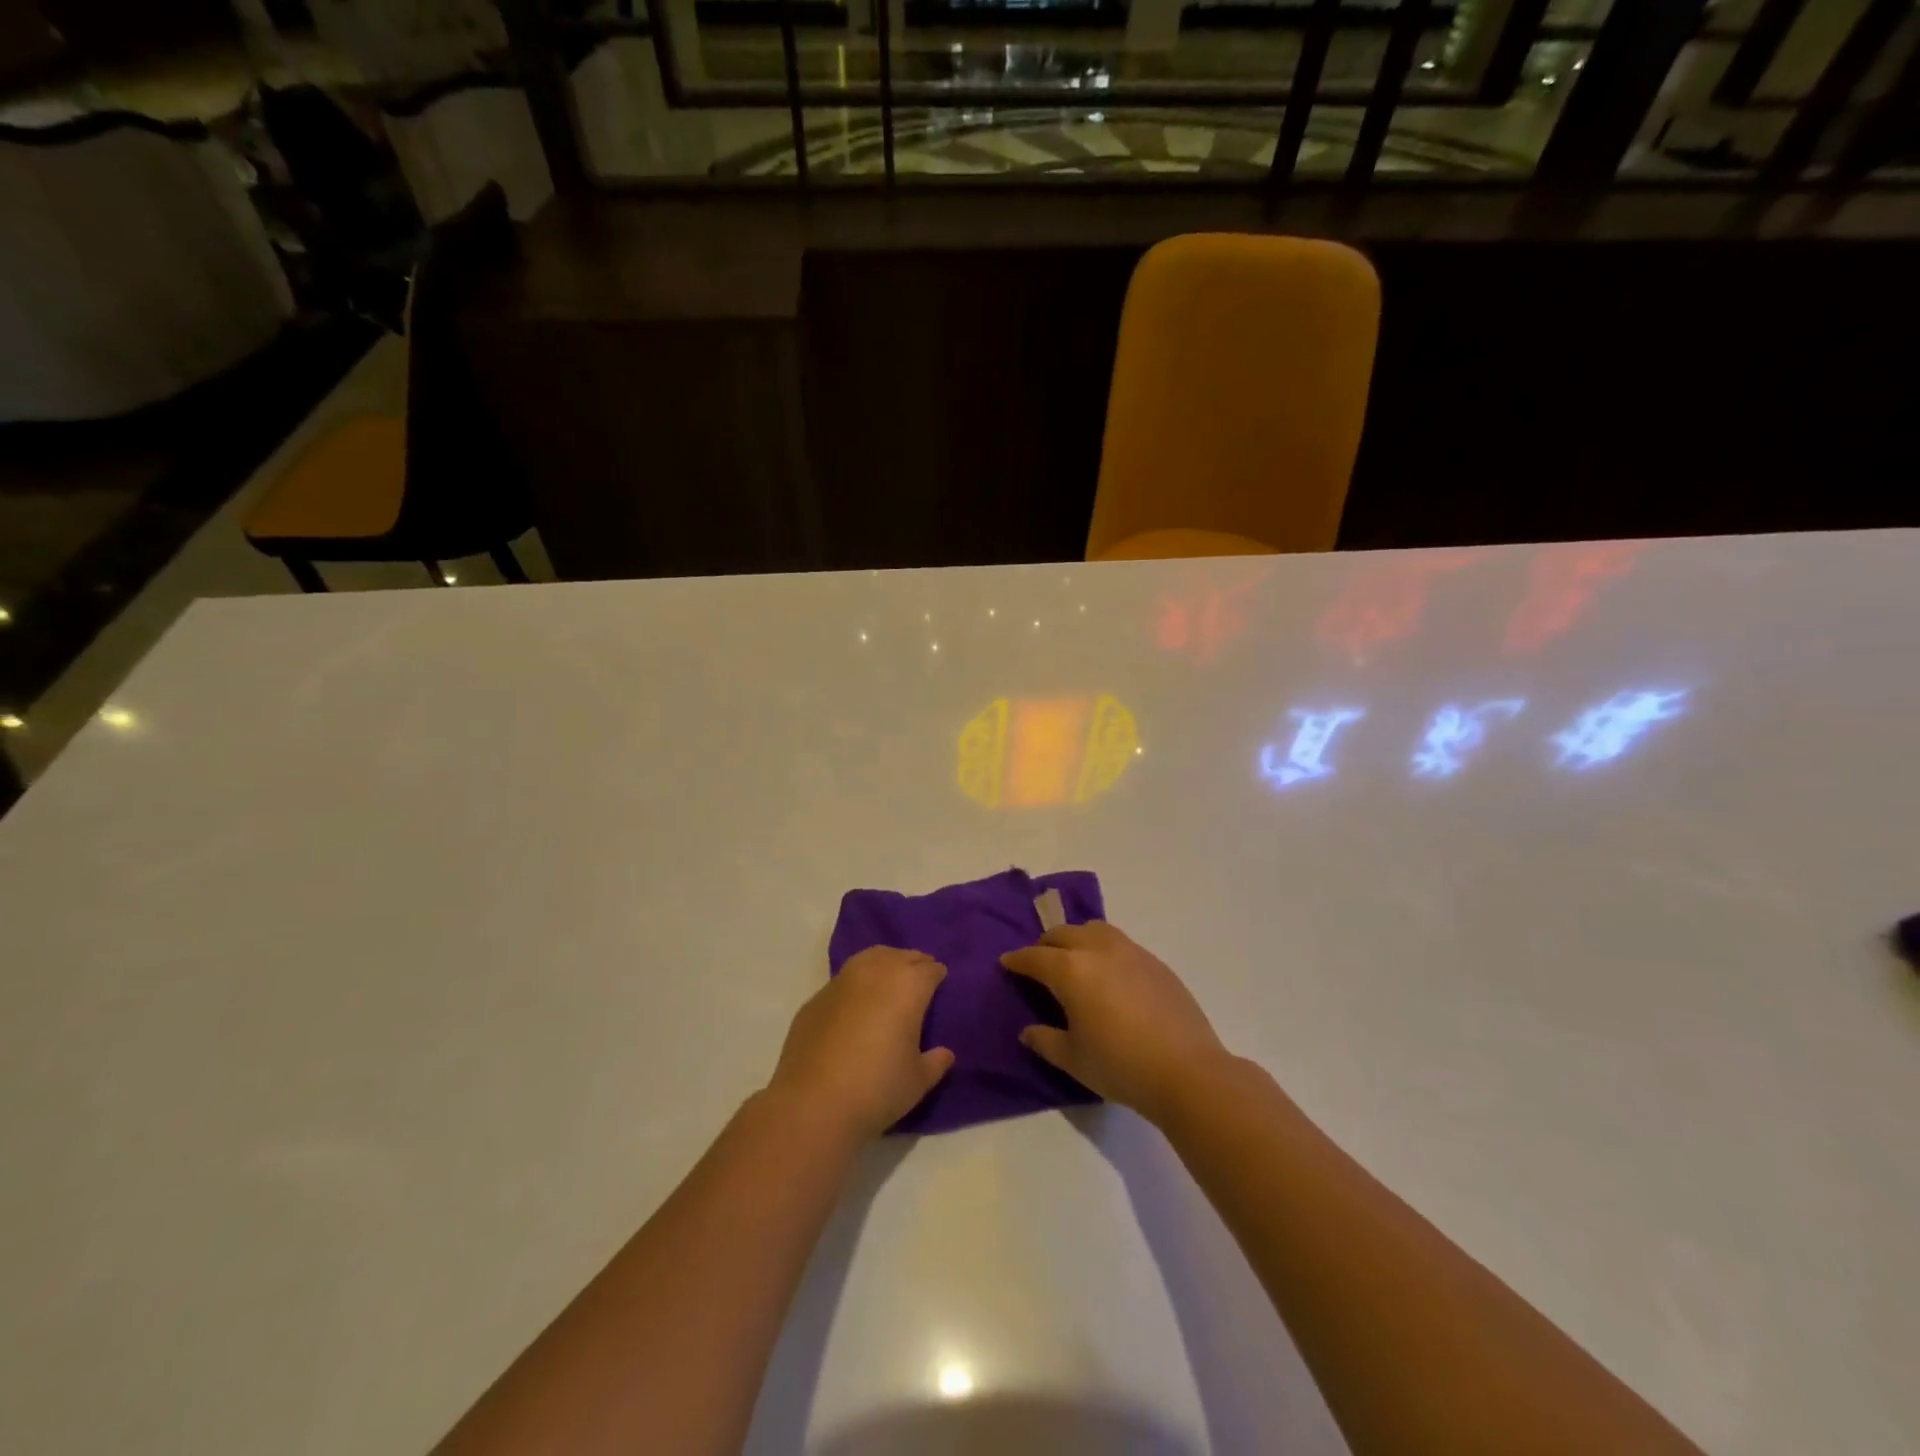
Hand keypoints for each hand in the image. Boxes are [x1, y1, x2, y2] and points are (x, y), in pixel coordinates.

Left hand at [767, 948, 954, 1139]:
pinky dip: (856, 984)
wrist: (812, 1104)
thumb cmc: (877, 1089)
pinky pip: (844, 980)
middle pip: (900, 956)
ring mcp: (841, 982)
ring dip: (884, 963)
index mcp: (907, 987)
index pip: (929, 969)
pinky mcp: (816, 999)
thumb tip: (945, 1053)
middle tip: (919, 977)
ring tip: (889, 979)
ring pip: (869, 958)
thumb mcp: (918, 1081)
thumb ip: (935, 1062)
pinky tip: (856, 1004)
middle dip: (913, 963)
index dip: (938, 975)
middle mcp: (875, 973)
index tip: (941, 983)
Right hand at [1001, 922, 1228, 1123]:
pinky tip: (1109, 974)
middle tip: (1038, 963)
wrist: (1187, 1071)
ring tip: (1074, 960)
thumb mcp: (1073, 1059)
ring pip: (1094, 929)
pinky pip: (1120, 943)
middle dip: (1045, 945)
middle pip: (1063, 934)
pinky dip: (1104, 948)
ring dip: (1076, 938)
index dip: (1017, 960)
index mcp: (1071, 970)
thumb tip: (1028, 1031)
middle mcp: (1098, 949)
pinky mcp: (1155, 962)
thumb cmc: (1120, 1066)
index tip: (1006, 963)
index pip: (1035, 957)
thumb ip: (1045, 1041)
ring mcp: (1131, 951)